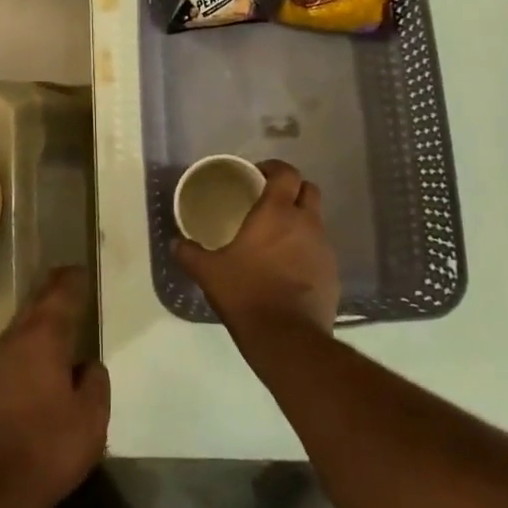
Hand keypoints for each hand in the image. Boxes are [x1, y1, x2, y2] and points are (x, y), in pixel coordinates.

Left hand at [0, 266, 110, 507]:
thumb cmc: (50, 447)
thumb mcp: (91, 417)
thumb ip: (95, 382)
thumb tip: (88, 365)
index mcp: (44, 338)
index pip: (60, 296)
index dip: (72, 281)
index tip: (81, 270)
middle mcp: (15, 339)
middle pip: (35, 303)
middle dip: (51, 289)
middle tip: (67, 278)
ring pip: (19, 324)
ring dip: (36, 314)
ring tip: (54, 312)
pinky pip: (9, 347)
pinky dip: (25, 339)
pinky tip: (34, 353)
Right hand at [176, 160, 338, 340]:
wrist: (287, 339)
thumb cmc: (246, 293)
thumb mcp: (208, 272)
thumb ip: (189, 253)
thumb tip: (174, 243)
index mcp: (277, 212)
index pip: (287, 173)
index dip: (274, 168)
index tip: (257, 175)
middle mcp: (306, 223)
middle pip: (309, 190)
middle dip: (292, 189)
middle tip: (269, 201)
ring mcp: (324, 249)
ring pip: (316, 221)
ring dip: (301, 221)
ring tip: (277, 237)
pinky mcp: (333, 274)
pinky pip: (320, 251)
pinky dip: (307, 250)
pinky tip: (288, 268)